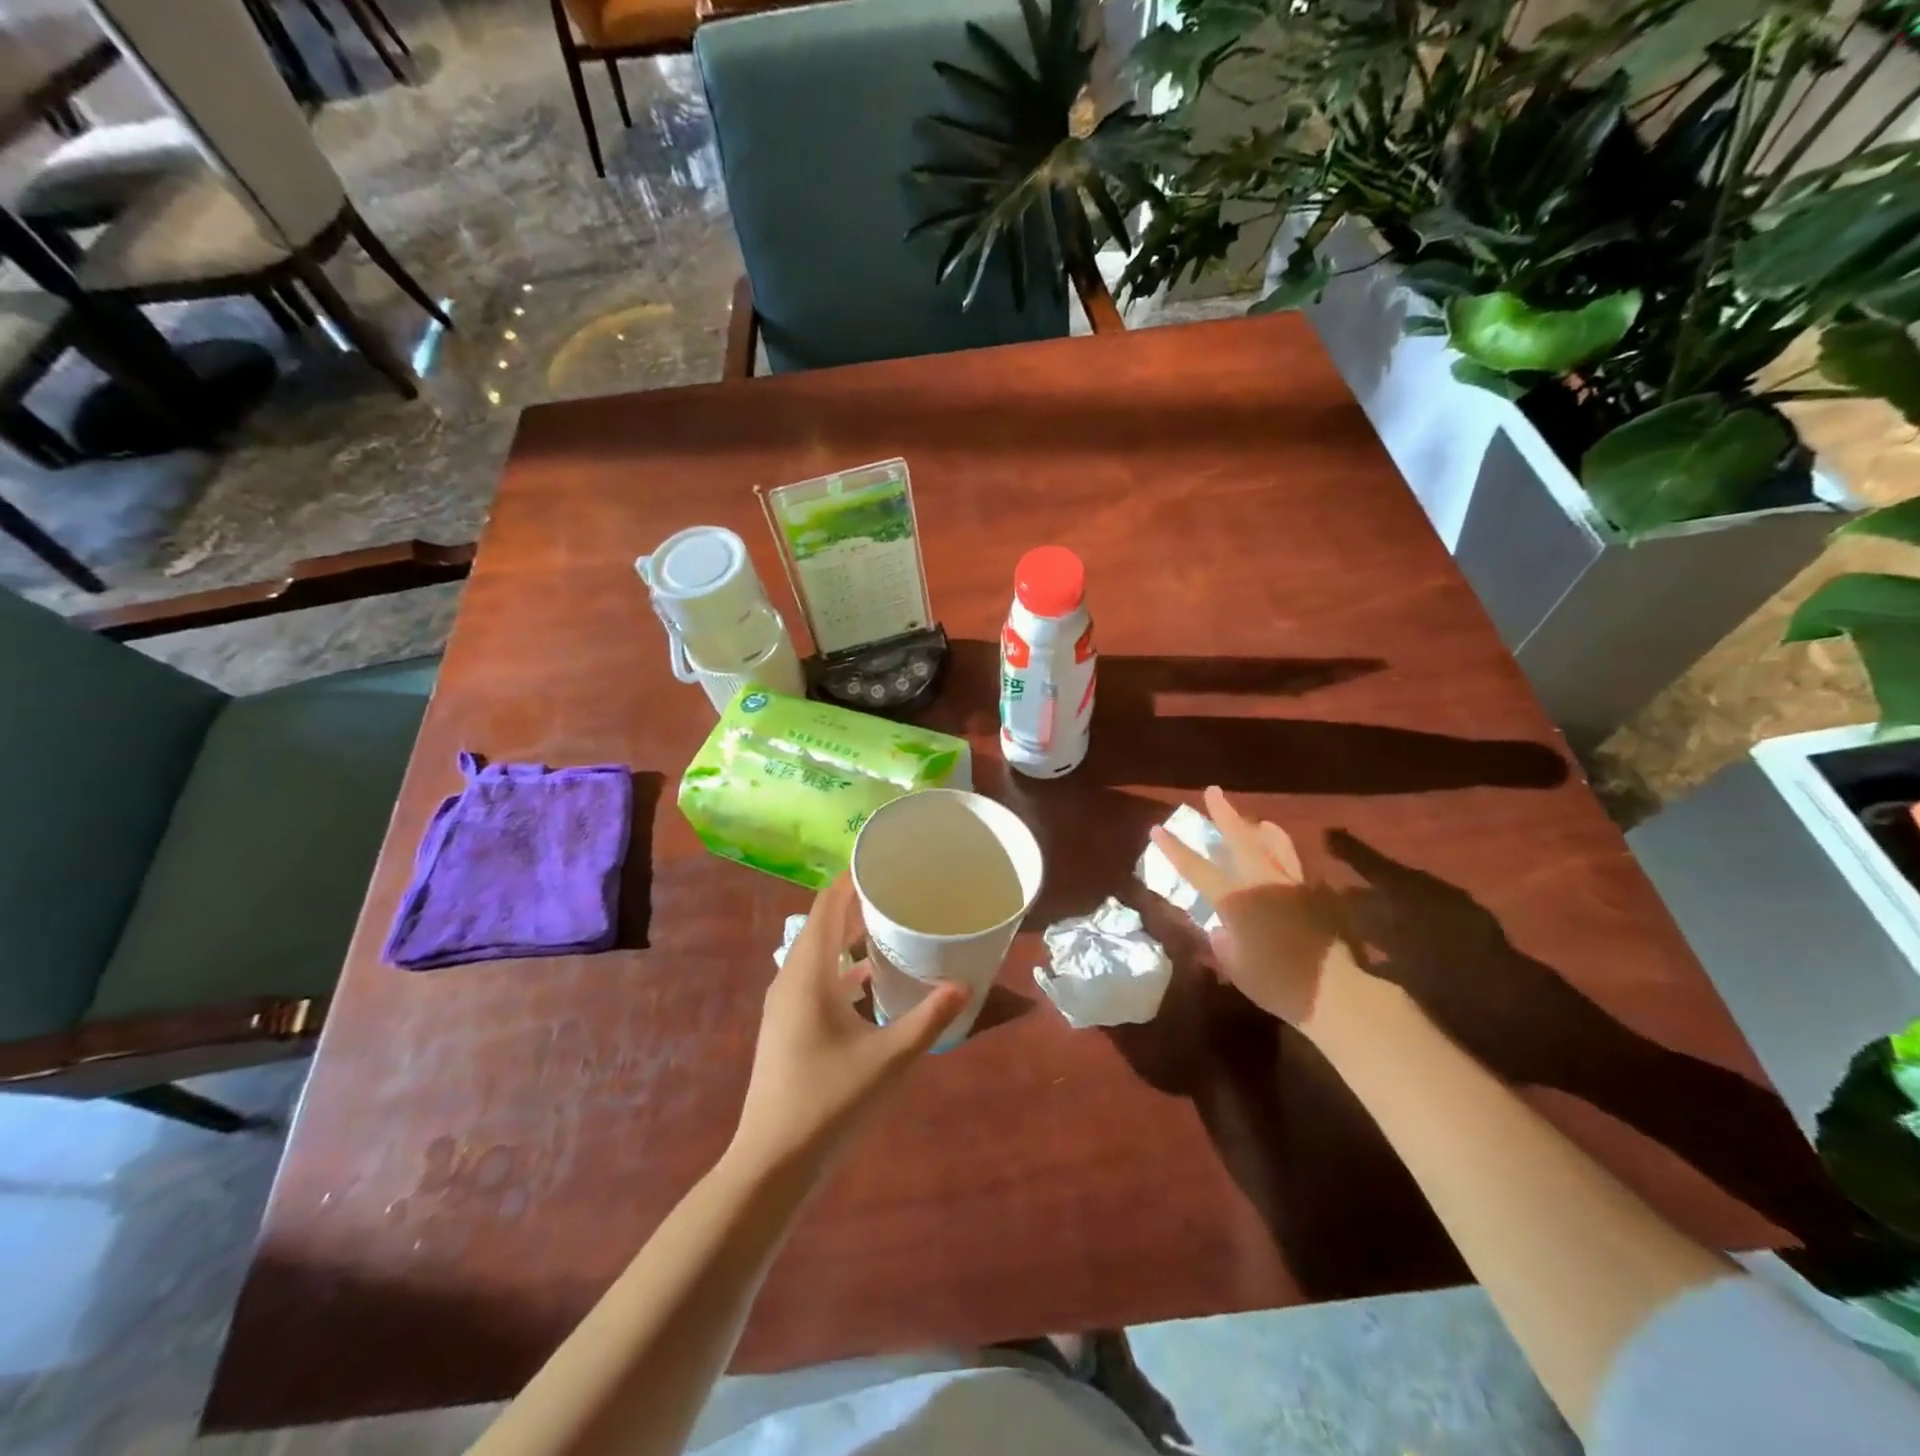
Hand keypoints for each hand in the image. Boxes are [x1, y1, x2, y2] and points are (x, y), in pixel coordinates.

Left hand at [732, 876, 968, 1171]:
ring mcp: (785, 1003)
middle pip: (822, 924)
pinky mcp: (788, 1024)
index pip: (827, 906)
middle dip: (856, 902)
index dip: (851, 879)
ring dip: (849, 935)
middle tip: (897, 889)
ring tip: (889, 924)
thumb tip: (965, 985)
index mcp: (808, 974)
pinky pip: (816, 977)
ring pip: (818, 952)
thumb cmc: (828, 1101)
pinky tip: (871, 979)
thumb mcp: (888, 1058)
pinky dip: (842, 966)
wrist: (772, 1161)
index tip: (883, 860)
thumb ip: (928, 1019)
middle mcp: (791, 978)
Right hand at [1149, 786, 1359, 1030]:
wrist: (1334, 993)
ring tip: (1256, 821)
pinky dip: (1280, 852)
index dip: (1174, 849)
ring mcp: (1290, 884)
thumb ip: (1223, 942)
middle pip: (1240, 838)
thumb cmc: (1276, 983)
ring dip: (1259, 828)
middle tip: (1213, 791)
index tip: (1157, 828)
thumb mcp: (1235, 966)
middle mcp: (1262, 881)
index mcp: (1236, 898)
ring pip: (1274, 843)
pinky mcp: (1311, 894)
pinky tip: (1279, 858)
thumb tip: (1221, 929)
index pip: (1197, 868)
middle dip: (1224, 813)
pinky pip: (1291, 862)